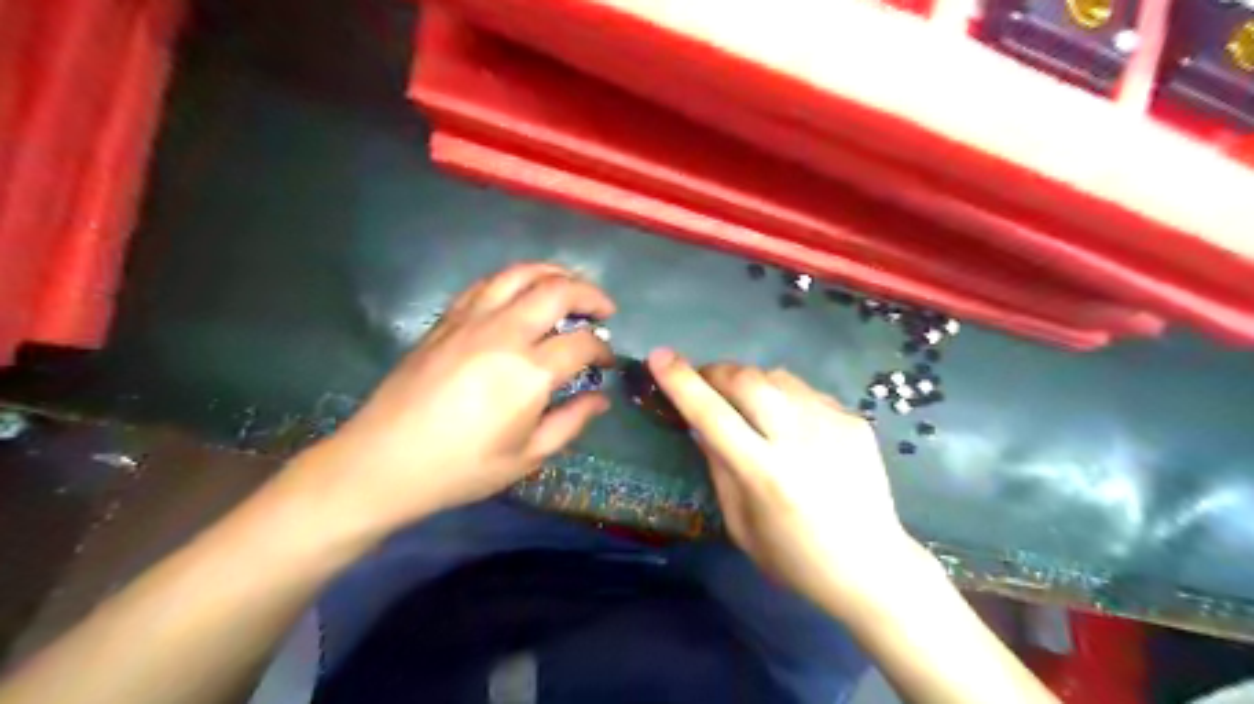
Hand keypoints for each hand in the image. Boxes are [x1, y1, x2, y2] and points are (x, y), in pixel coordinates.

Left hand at [288, 265, 613, 538]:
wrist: (383, 461)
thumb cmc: (460, 468)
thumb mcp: (527, 457)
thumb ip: (571, 422)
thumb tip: (600, 399)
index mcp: (528, 373)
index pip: (582, 343)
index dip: (603, 350)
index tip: (607, 363)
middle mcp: (504, 334)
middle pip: (558, 291)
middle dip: (590, 295)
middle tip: (604, 310)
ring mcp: (471, 320)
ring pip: (521, 274)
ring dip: (554, 274)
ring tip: (569, 287)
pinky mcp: (447, 320)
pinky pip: (487, 284)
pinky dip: (515, 280)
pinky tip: (522, 294)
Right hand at [645, 348, 929, 617]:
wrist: (873, 566)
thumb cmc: (795, 558)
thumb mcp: (740, 525)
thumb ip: (719, 468)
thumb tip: (701, 425)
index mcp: (765, 474)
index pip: (712, 415)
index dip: (681, 382)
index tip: (659, 356)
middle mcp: (799, 439)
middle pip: (747, 379)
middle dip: (716, 372)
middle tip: (705, 382)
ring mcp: (832, 424)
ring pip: (777, 376)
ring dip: (750, 380)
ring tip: (746, 400)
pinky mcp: (854, 420)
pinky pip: (806, 392)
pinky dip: (784, 397)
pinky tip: (789, 422)